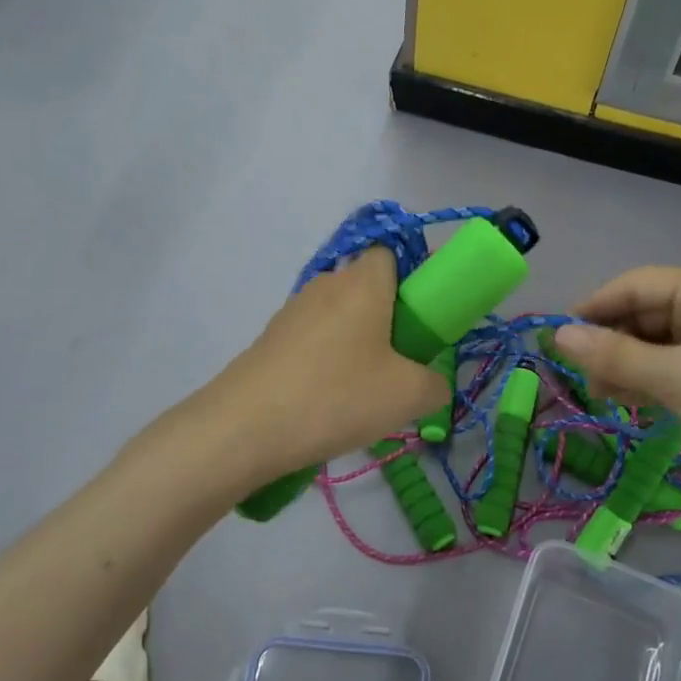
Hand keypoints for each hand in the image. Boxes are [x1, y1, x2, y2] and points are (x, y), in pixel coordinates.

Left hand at [207, 248, 447, 477]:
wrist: (245, 427)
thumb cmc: (337, 396)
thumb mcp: (408, 396)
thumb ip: (435, 385)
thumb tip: (431, 384)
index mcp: (363, 281)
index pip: (392, 252)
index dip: (412, 279)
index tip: (422, 320)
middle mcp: (327, 284)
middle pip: (367, 287)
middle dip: (387, 319)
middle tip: (399, 365)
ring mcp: (293, 311)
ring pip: (340, 317)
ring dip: (356, 344)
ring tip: (362, 393)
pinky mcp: (270, 339)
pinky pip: (313, 340)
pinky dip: (326, 362)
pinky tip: (327, 402)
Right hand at [553, 265, 680, 538]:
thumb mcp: (680, 377)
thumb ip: (616, 355)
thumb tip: (558, 334)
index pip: (638, 284)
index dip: (596, 307)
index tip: (555, 335)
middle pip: (648, 314)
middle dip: (612, 340)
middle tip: (578, 374)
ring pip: (659, 346)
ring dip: (627, 365)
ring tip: (599, 392)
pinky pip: (676, 373)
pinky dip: (649, 384)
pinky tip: (627, 402)